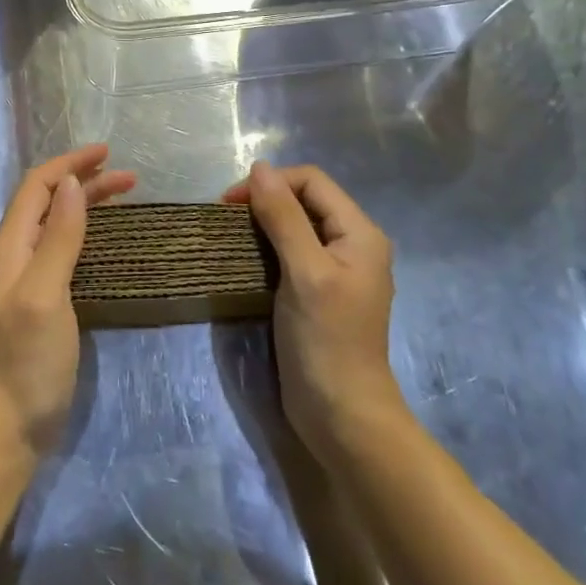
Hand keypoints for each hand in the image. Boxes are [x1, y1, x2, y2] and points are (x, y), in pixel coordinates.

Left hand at [0, 145, 135, 460]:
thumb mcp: (44, 294)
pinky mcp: (39, 303)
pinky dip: (84, 232)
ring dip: (85, 204)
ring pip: (55, 225)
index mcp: (9, 247)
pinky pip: (61, 250)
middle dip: (83, 181)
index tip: (107, 152)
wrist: (6, 429)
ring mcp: (24, 281)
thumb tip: (72, 185)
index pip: (37, 186)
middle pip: (48, 202)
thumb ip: (58, 238)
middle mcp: (13, 256)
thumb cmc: (26, 360)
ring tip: (122, 197)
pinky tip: (102, 241)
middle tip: (128, 177)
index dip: (69, 164)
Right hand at [225, 162, 402, 460]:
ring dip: (263, 223)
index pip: (311, 181)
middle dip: (265, 200)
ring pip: (295, 225)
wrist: (342, 417)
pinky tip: (245, 259)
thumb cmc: (327, 340)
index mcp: (359, 233)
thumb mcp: (304, 272)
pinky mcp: (317, 291)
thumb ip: (283, 217)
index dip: (271, 183)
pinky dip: (266, 247)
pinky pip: (291, 251)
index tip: (230, 204)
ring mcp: (335, 269)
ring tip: (230, 236)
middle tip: (226, 219)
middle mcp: (351, 244)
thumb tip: (259, 168)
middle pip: (304, 199)